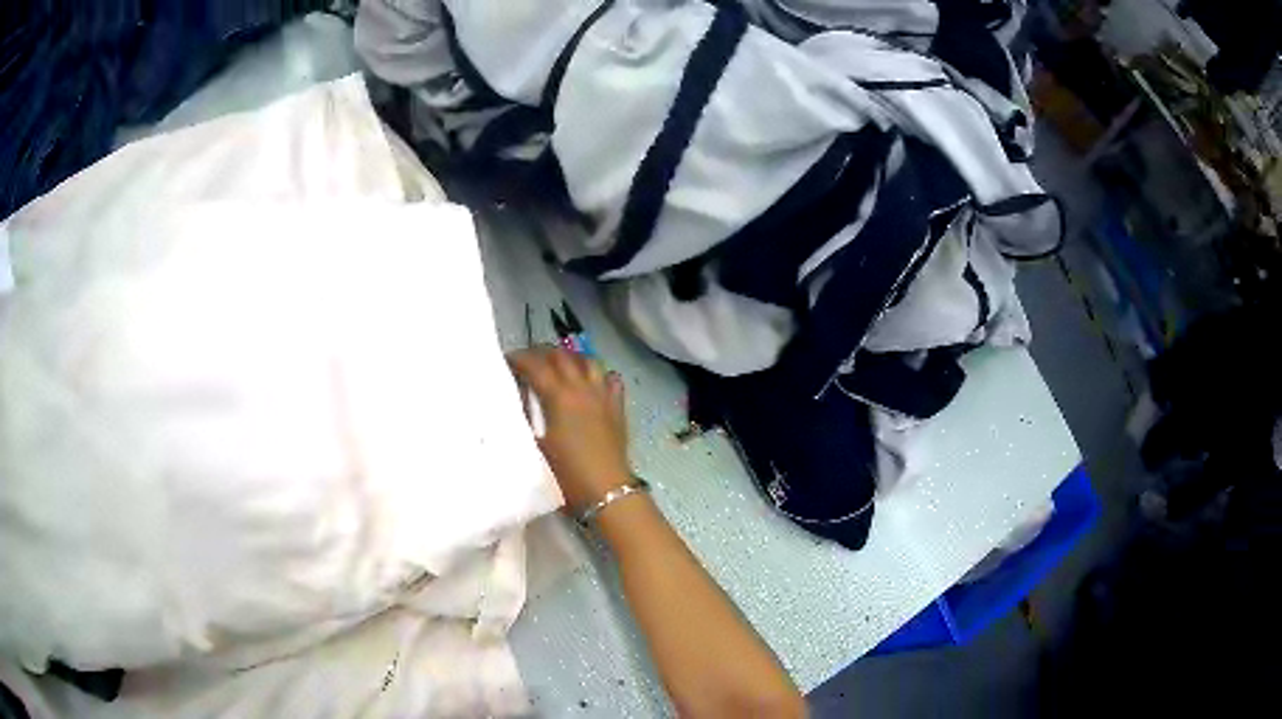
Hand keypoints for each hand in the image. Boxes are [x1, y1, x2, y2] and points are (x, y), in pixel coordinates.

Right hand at [508, 347, 631, 512]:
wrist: (606, 490)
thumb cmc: (566, 473)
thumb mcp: (536, 445)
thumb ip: (526, 417)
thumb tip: (519, 400)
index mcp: (559, 396)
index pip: (535, 365)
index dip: (519, 359)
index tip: (507, 361)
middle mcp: (582, 388)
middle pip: (561, 356)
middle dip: (542, 353)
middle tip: (529, 361)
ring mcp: (603, 395)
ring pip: (588, 361)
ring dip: (570, 358)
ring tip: (559, 366)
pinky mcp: (617, 407)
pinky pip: (611, 379)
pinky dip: (598, 374)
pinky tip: (591, 382)